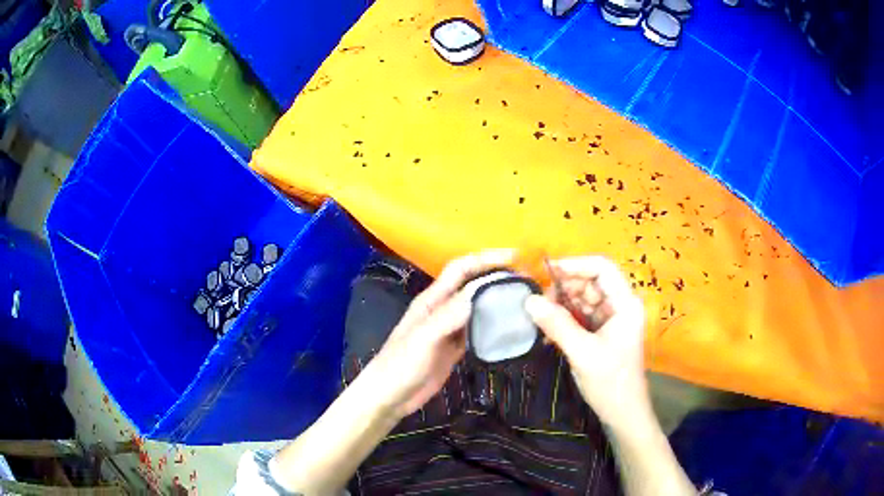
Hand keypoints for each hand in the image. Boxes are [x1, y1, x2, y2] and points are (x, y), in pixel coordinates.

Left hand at [364, 249, 515, 417]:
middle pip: (472, 285)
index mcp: (432, 300)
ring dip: (497, 299)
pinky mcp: (455, 348)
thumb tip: (479, 291)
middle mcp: (442, 309)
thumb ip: (447, 316)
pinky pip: (478, 330)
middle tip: (528, 278)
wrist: (389, 396)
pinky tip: (510, 327)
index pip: (460, 269)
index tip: (515, 256)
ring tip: (525, 298)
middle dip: (497, 275)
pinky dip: (493, 325)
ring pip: (477, 307)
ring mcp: (449, 330)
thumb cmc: (400, 365)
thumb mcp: (422, 339)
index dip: (485, 258)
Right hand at [524, 256, 649, 431]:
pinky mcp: (601, 334)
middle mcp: (620, 306)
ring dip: (561, 307)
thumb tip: (528, 300)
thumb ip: (557, 325)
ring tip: (540, 319)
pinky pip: (580, 318)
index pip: (602, 268)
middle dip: (564, 289)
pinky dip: (564, 322)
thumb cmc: (610, 382)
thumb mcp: (582, 352)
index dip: (575, 265)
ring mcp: (611, 320)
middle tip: (538, 303)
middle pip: (590, 283)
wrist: (623, 414)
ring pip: (582, 300)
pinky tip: (548, 334)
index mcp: (625, 303)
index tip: (546, 272)